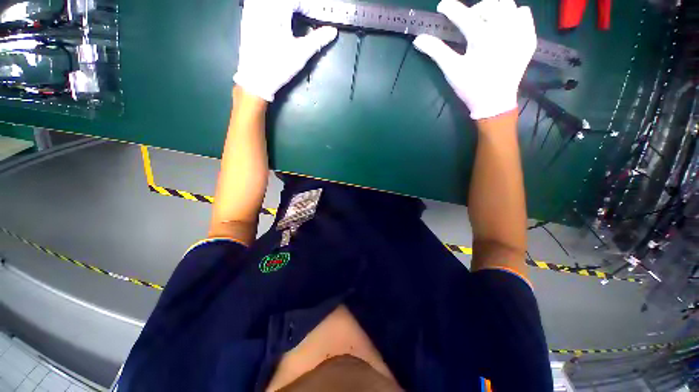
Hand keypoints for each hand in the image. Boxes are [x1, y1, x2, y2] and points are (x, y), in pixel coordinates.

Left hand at [233, 0, 337, 101]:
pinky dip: (276, 9)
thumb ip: (318, 39)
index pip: (298, 1)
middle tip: (313, 16)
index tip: (322, 18)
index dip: (312, 9)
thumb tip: (332, 31)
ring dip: (290, 7)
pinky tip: (281, 16)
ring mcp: (252, 10)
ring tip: (300, 15)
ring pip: (274, 2)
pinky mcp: (248, 17)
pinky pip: (262, 5)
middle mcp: (262, 5)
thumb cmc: (278, 66)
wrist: (256, 80)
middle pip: (287, 1)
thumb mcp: (301, 53)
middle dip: (302, 6)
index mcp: (275, 9)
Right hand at [413, 0, 535, 119]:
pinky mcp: (528, 39)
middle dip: (477, 8)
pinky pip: (524, 15)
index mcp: (482, 39)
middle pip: (490, 4)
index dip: (451, 8)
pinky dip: (514, 15)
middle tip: (469, 18)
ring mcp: (519, 33)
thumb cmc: (471, 87)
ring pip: (509, 5)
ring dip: (496, 9)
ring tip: (487, 21)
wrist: (494, 102)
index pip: (464, 16)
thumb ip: (436, 51)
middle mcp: (504, 30)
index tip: (442, 5)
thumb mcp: (452, 70)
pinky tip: (505, 27)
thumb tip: (418, 39)